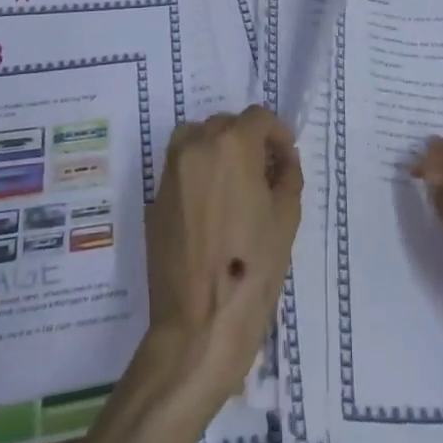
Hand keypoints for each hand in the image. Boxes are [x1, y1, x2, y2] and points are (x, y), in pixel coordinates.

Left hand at [145, 107, 301, 398]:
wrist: (199, 325)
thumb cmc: (253, 269)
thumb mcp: (286, 217)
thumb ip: (287, 175)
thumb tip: (282, 160)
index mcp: (231, 144)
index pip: (258, 117)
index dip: (277, 134)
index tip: (285, 159)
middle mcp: (196, 146)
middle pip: (225, 124)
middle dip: (248, 141)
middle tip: (264, 174)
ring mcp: (171, 172)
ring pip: (197, 139)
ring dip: (217, 149)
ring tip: (234, 184)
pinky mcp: (155, 199)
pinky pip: (181, 168)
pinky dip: (198, 173)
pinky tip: (212, 209)